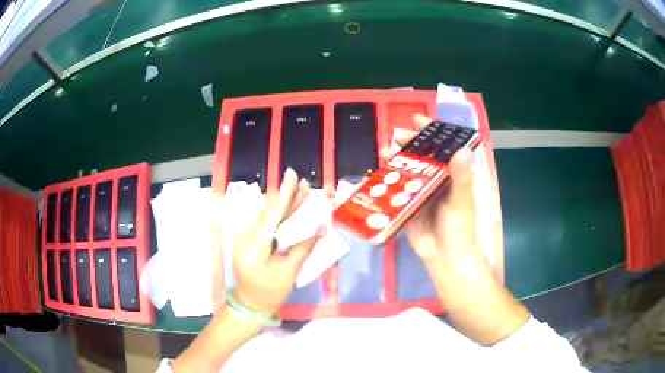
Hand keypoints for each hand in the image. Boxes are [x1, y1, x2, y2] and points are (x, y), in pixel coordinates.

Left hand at [232, 168, 323, 314]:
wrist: (250, 304)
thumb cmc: (270, 291)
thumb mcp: (289, 271)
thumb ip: (304, 247)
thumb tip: (322, 228)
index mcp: (255, 245)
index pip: (272, 214)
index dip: (285, 194)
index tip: (292, 175)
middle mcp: (246, 236)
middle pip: (270, 212)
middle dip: (288, 198)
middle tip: (305, 185)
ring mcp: (244, 238)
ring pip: (267, 217)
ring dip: (285, 206)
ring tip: (301, 193)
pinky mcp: (247, 241)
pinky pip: (265, 225)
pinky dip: (279, 217)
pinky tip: (291, 210)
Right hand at [380, 114, 477, 262]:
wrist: (445, 258)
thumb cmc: (459, 228)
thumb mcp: (461, 202)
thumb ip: (461, 178)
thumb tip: (461, 149)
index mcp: (452, 174)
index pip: (442, 147)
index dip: (431, 131)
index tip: (417, 118)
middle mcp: (436, 180)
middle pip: (420, 155)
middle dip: (408, 143)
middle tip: (394, 137)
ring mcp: (420, 192)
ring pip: (406, 170)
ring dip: (395, 160)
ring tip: (383, 155)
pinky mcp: (407, 205)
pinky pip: (395, 189)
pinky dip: (386, 182)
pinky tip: (376, 176)